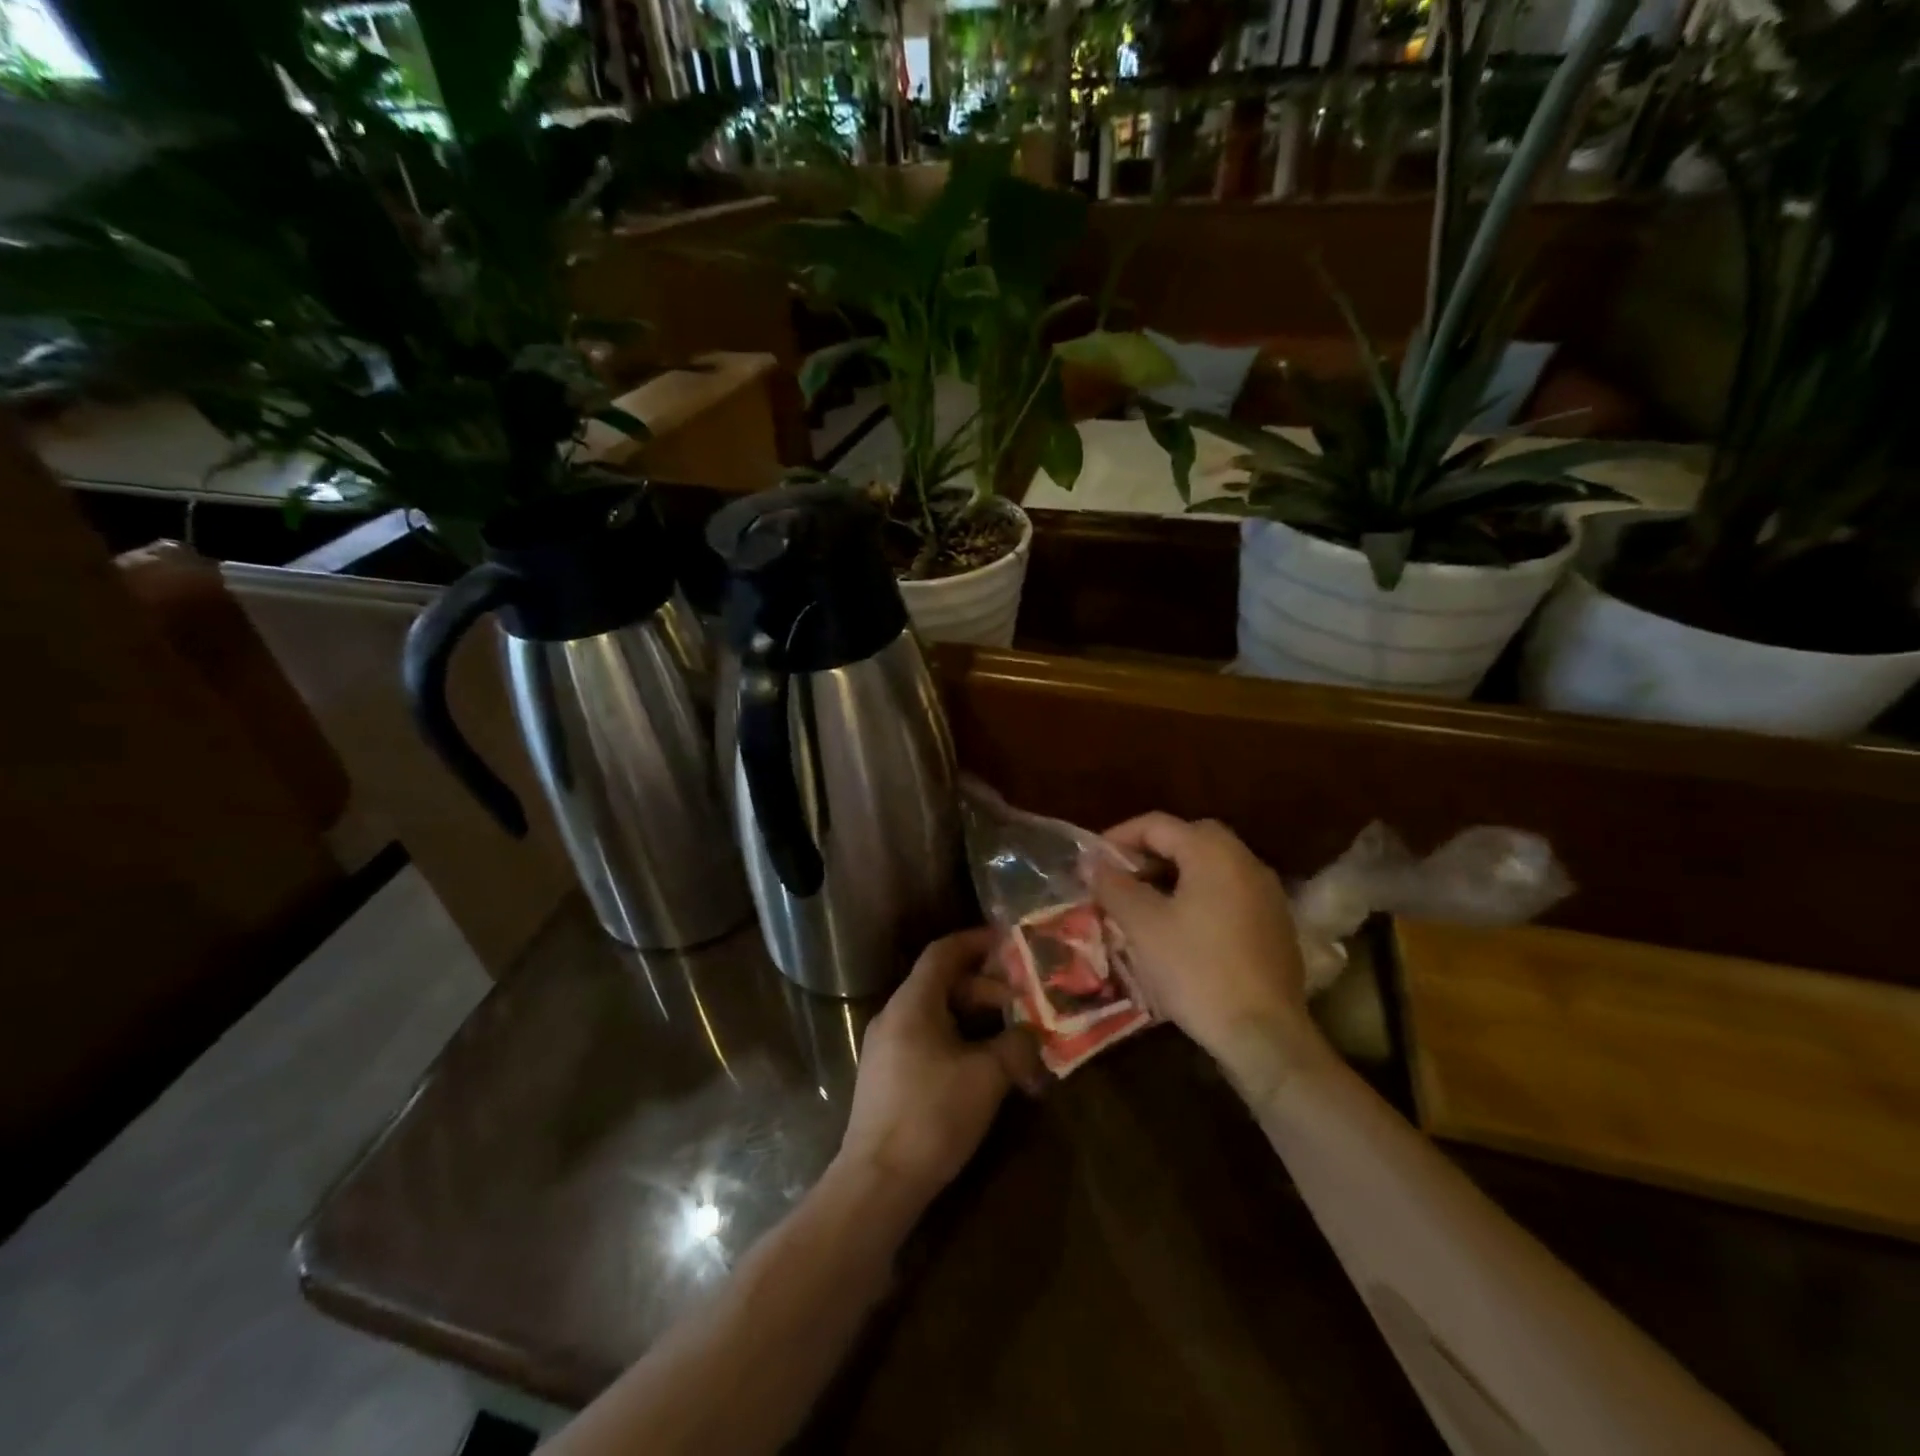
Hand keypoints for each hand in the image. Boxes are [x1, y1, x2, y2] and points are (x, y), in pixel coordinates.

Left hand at [839, 928, 1042, 1205]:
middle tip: (1020, 1004)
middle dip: (984, 988)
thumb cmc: (933, 1115)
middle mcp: (894, 1016)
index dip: (976, 942)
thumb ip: (1017, 1045)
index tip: (1009, 943)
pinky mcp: (887, 1077)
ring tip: (1009, 1037)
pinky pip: (926, 1039)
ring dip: (973, 1018)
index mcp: (912, 1003)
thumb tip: (1033, 1034)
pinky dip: (957, 1040)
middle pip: (941, 983)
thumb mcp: (987, 1076)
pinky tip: (982, 1067)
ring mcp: (886, 1047)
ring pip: (935, 1014)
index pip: (943, 952)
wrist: (878, 1182)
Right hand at [1090, 814, 1317, 1078]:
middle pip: (1188, 839)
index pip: (1157, 824)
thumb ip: (1114, 885)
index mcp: (1213, 852)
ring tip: (1143, 905)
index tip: (1092, 863)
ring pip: (1210, 867)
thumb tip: (1091, 862)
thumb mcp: (1143, 925)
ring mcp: (1267, 893)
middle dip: (1148, 854)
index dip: (1118, 837)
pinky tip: (1180, 930)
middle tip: (1119, 880)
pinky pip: (1228, 893)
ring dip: (1173, 876)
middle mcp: (1246, 861)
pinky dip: (1199, 897)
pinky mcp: (1276, 924)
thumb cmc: (1196, 970)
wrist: (1264, 1035)